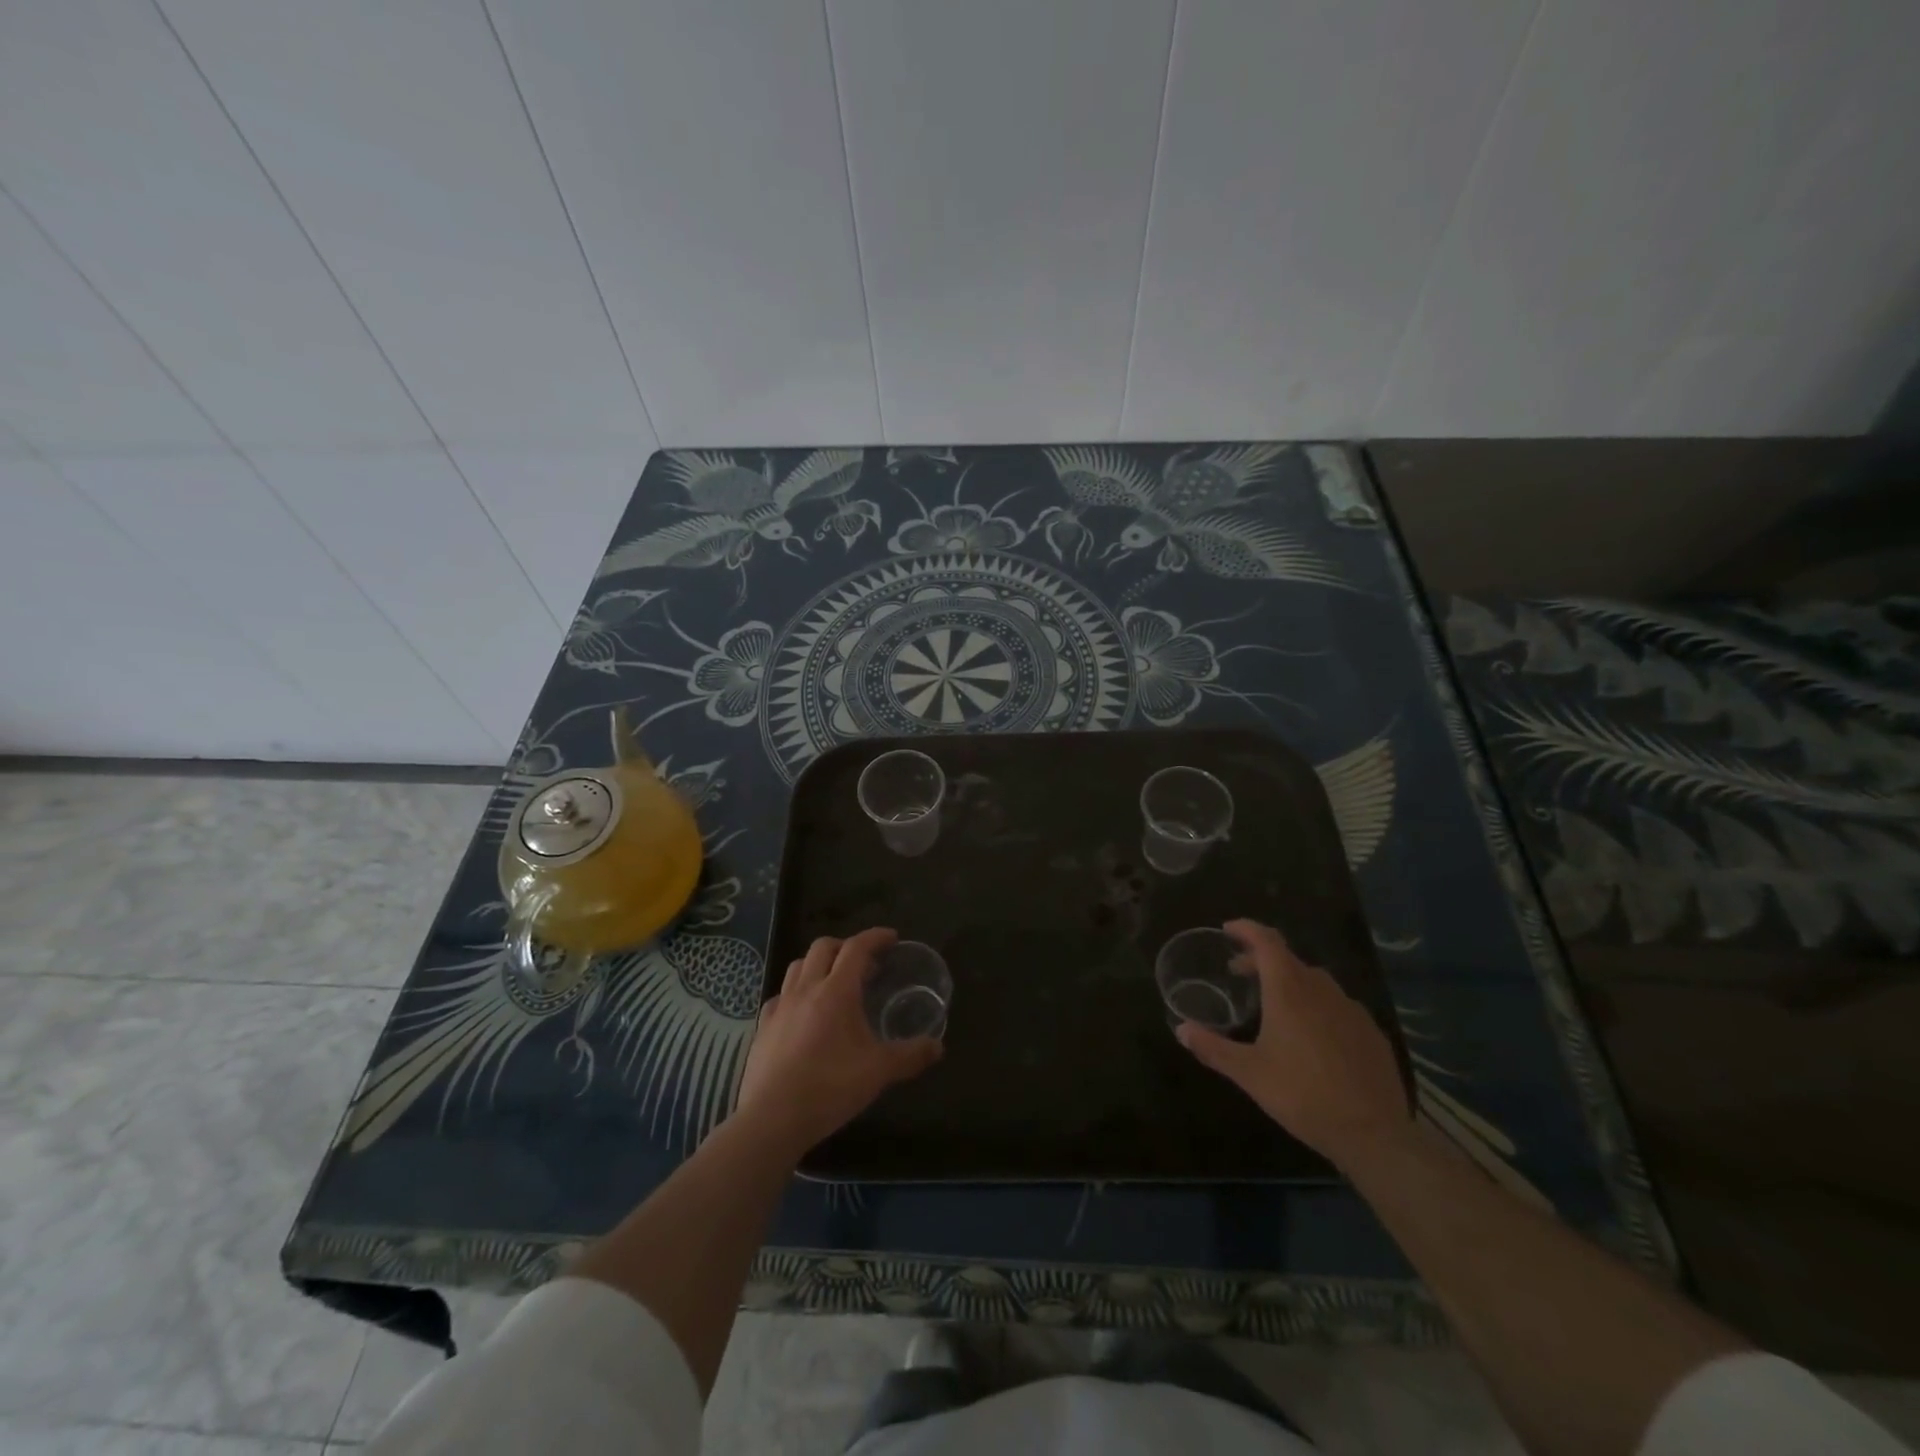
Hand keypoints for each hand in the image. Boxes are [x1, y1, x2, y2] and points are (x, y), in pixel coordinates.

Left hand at [734, 927, 942, 1156]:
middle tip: (865, 963)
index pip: (856, 947)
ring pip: (798, 966)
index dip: (875, 937)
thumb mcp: (879, 1071)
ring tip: (834, 982)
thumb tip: (937, 1047)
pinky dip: (796, 992)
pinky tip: (803, 1012)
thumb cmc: (830, 1087)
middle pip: (823, 947)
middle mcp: (806, 989)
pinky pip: (780, 995)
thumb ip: (910, 1056)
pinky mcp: (763, 1027)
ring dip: (818, 964)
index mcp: (836, 991)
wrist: (772, 1118)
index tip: (892, 938)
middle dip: (846, 946)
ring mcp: (780, 1006)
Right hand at [1176, 919, 1410, 1167]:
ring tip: (1274, 1004)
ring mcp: (1351, 1010)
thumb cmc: (1303, 1095)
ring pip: (1316, 982)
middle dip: (1262, 960)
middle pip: (1289, 960)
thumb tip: (1181, 1029)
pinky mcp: (1372, 1033)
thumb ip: (1213, 1048)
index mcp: (1289, 991)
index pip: (1267, 942)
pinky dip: (1317, 1005)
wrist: (1374, 1134)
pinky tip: (1312, 1034)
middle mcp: (1321, 990)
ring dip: (1291, 982)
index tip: (1228, 929)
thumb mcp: (1249, 1074)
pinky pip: (1338, 1006)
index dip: (1246, 929)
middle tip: (1240, 974)